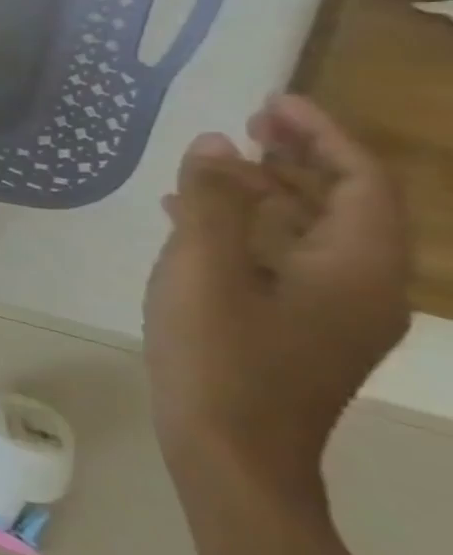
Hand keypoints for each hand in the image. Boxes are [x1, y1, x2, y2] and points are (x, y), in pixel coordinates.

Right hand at [144, 94, 411, 504]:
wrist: (232, 451)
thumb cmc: (220, 355)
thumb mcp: (202, 269)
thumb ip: (210, 202)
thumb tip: (216, 144)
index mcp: (355, 268)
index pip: (360, 182)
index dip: (322, 135)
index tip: (271, 102)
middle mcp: (362, 286)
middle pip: (345, 203)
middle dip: (300, 158)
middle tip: (246, 124)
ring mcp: (332, 311)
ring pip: (313, 231)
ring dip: (270, 191)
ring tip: (214, 164)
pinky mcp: (299, 326)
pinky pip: (285, 257)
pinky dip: (250, 226)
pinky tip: (193, 217)